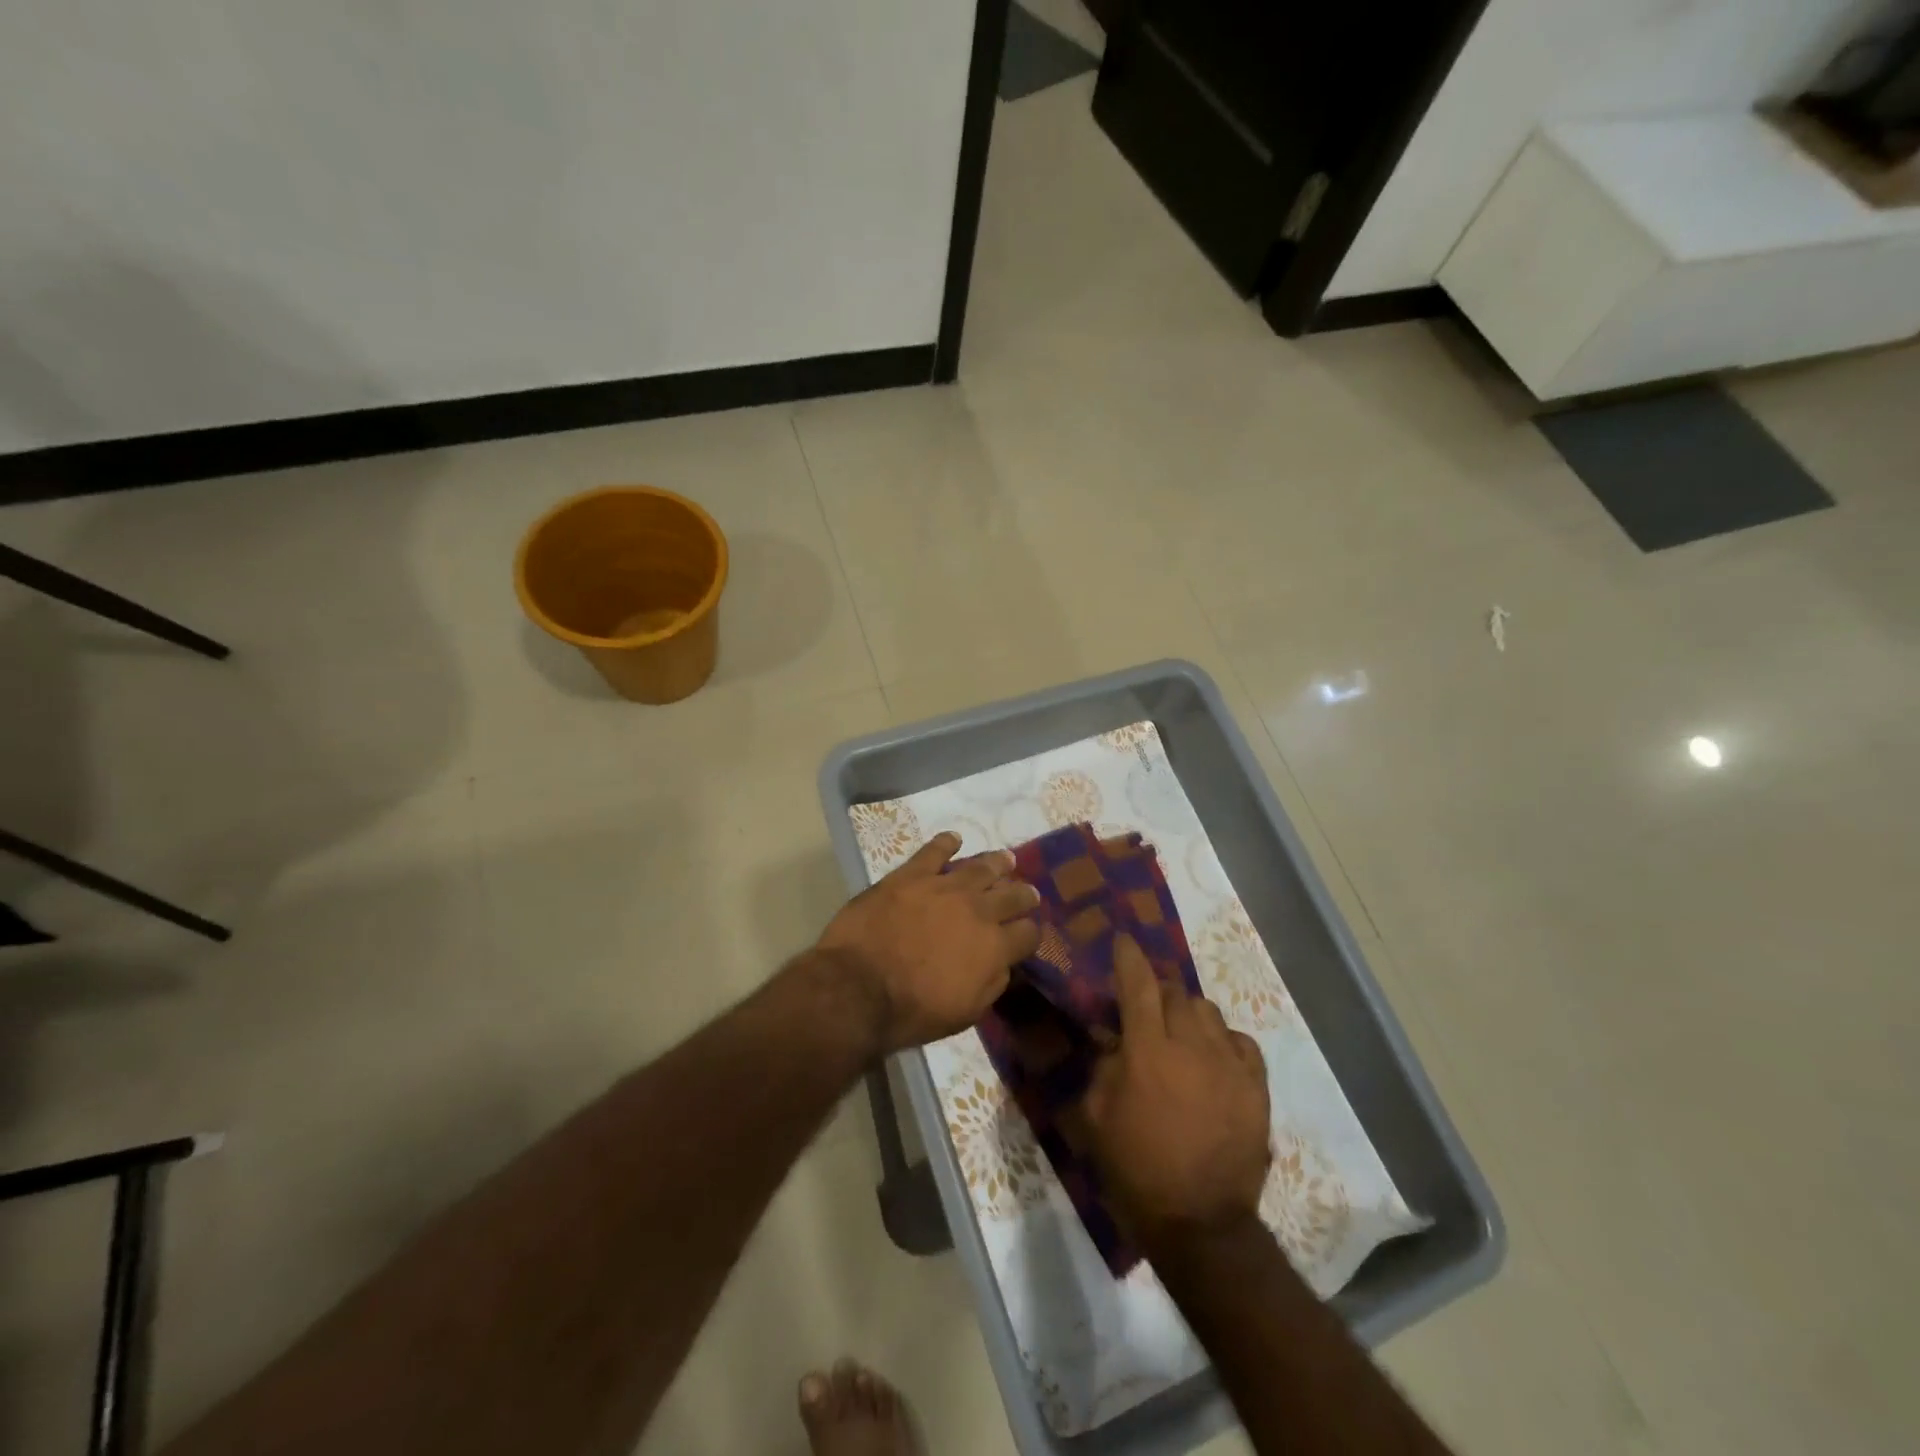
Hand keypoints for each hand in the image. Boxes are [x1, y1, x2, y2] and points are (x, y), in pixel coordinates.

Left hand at [815, 832, 1040, 1055]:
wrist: (859, 988)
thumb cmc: (913, 1010)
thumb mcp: (966, 1013)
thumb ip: (991, 984)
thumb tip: (1002, 964)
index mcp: (994, 946)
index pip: (1027, 933)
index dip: (1030, 933)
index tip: (1026, 934)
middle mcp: (977, 909)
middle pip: (1011, 895)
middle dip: (1022, 894)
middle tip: (1027, 892)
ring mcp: (943, 887)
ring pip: (980, 867)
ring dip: (996, 863)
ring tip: (1005, 860)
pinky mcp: (911, 875)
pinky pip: (934, 851)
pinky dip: (945, 843)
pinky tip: (953, 839)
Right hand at [1072, 935, 1270, 1249]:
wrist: (1199, 1222)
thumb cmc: (1136, 1168)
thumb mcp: (1096, 1115)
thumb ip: (1104, 1066)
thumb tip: (1114, 1037)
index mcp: (1147, 1051)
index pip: (1137, 984)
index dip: (1128, 957)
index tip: (1123, 941)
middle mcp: (1190, 1046)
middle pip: (1176, 992)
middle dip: (1157, 989)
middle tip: (1147, 1007)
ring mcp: (1228, 1065)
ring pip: (1208, 1012)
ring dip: (1189, 1014)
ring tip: (1181, 1036)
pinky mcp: (1255, 1087)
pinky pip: (1241, 1042)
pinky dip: (1224, 1040)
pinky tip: (1214, 1058)